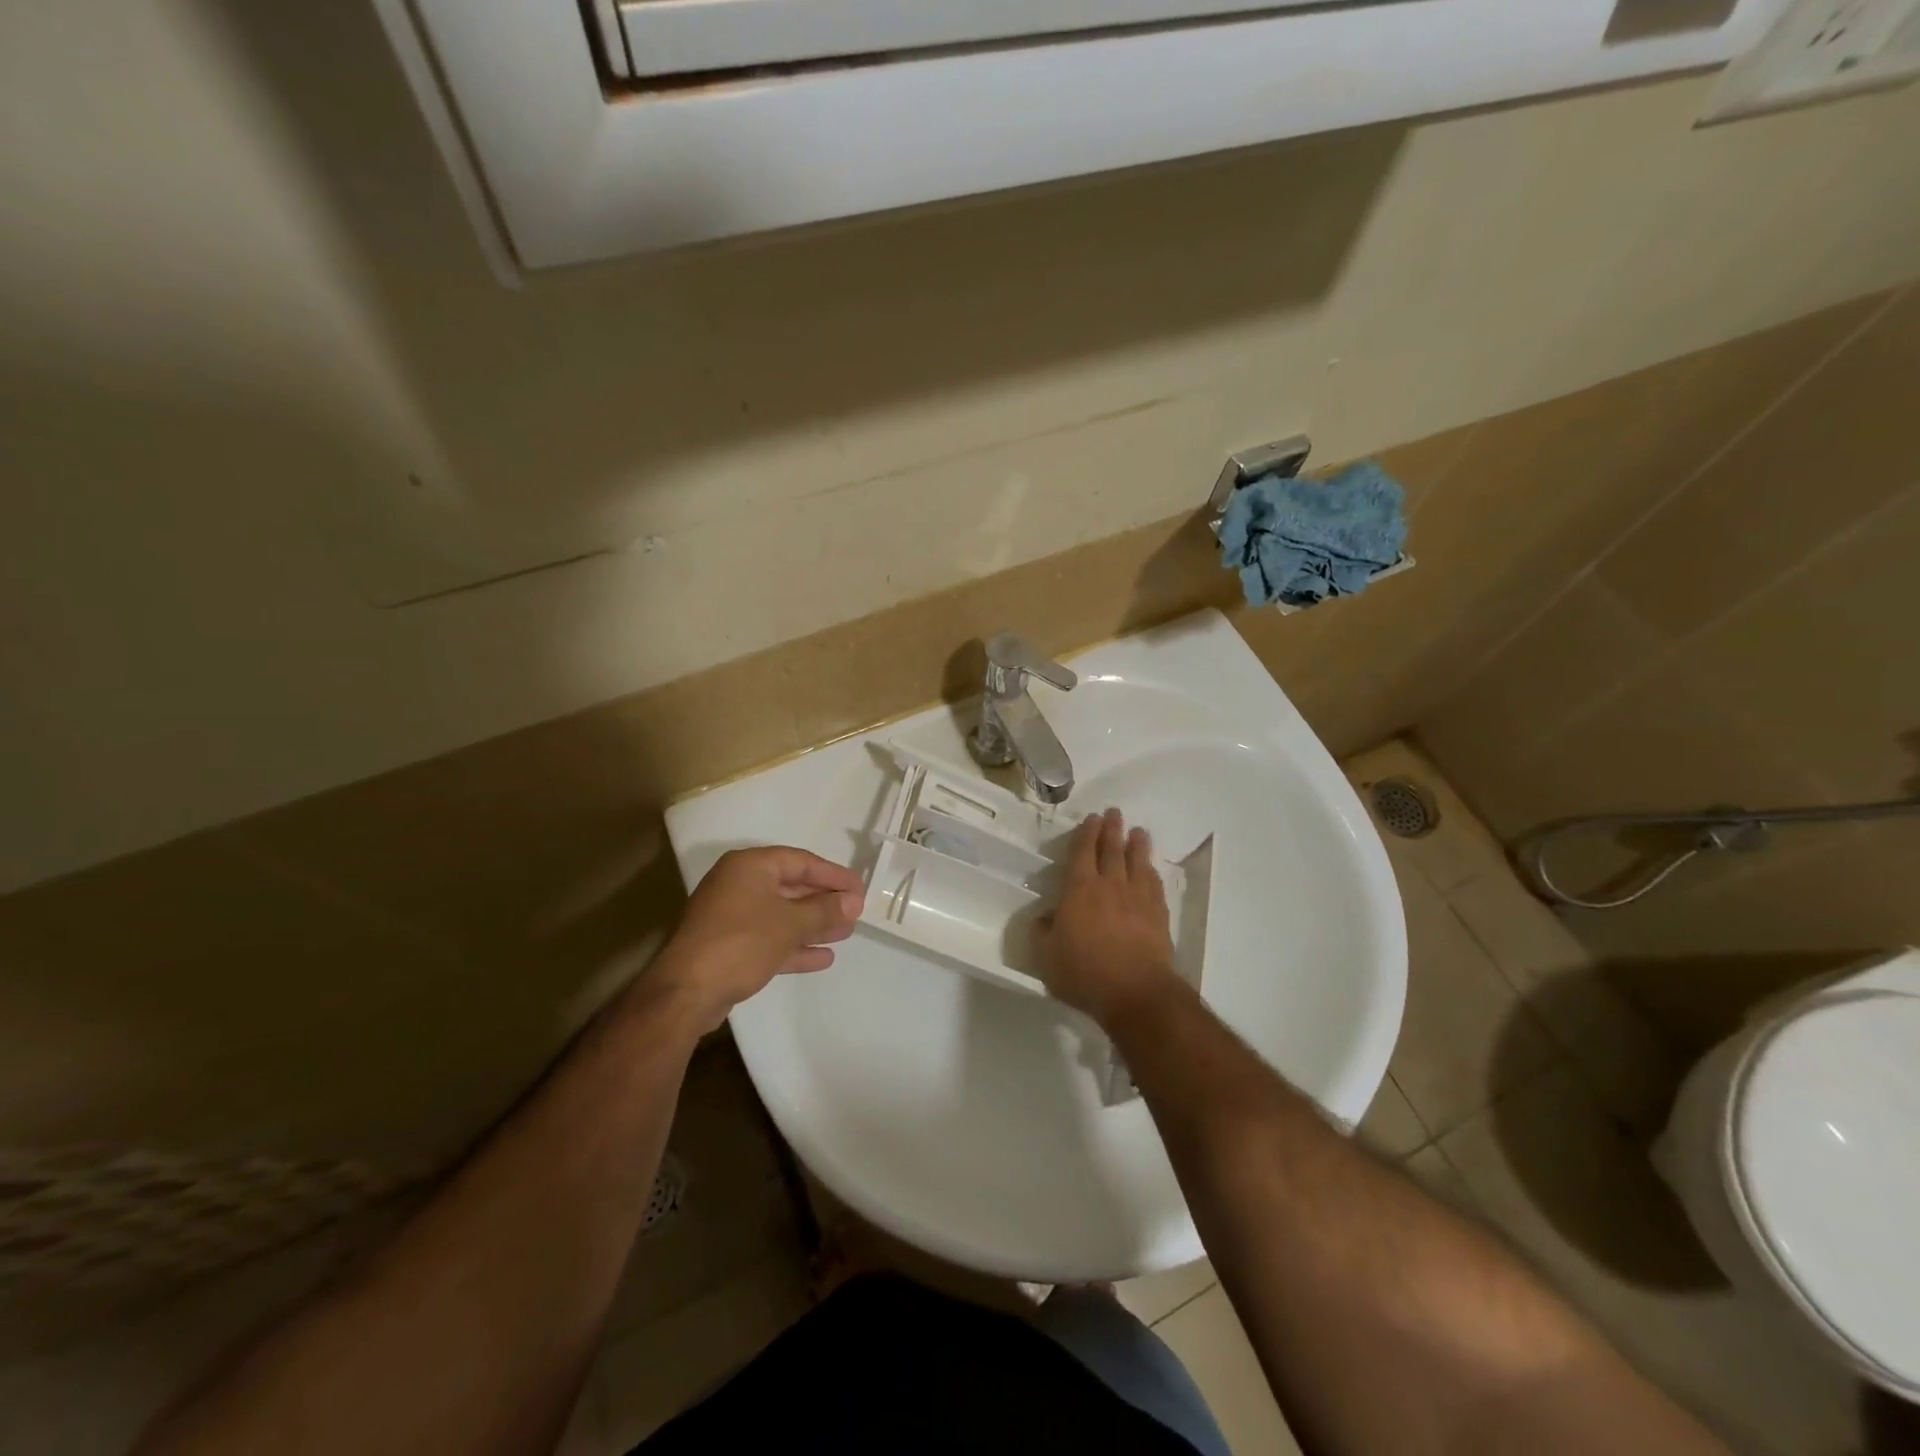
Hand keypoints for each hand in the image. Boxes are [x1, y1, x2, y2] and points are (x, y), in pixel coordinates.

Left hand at [647, 847, 864, 1031]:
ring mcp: (732, 917)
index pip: (801, 861)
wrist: (685, 993)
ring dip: (813, 924)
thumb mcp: (789, 924)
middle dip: (824, 901)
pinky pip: (770, 938)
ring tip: (846, 933)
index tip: (860, 888)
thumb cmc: (740, 943)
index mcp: (750, 867)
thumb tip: (855, 902)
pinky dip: (794, 946)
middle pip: (791, 887)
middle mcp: (739, 885)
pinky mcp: (729, 946)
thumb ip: (825, 911)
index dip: (834, 875)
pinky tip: (823, 957)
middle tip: (855, 912)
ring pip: (782, 915)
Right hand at [1036, 808, 1180, 1028]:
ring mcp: (1137, 898)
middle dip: (1112, 829)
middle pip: (1112, 849)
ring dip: (1137, 844)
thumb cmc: (1084, 973)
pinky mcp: (1158, 915)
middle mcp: (1109, 885)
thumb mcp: (1046, 957)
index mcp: (1079, 890)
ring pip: (1137, 862)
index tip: (1091, 818)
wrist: (1135, 993)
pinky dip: (1151, 872)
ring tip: (1138, 831)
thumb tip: (1043, 918)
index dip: (1086, 833)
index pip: (1082, 852)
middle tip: (1114, 813)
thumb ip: (1042, 933)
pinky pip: (1154, 885)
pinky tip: (1151, 869)